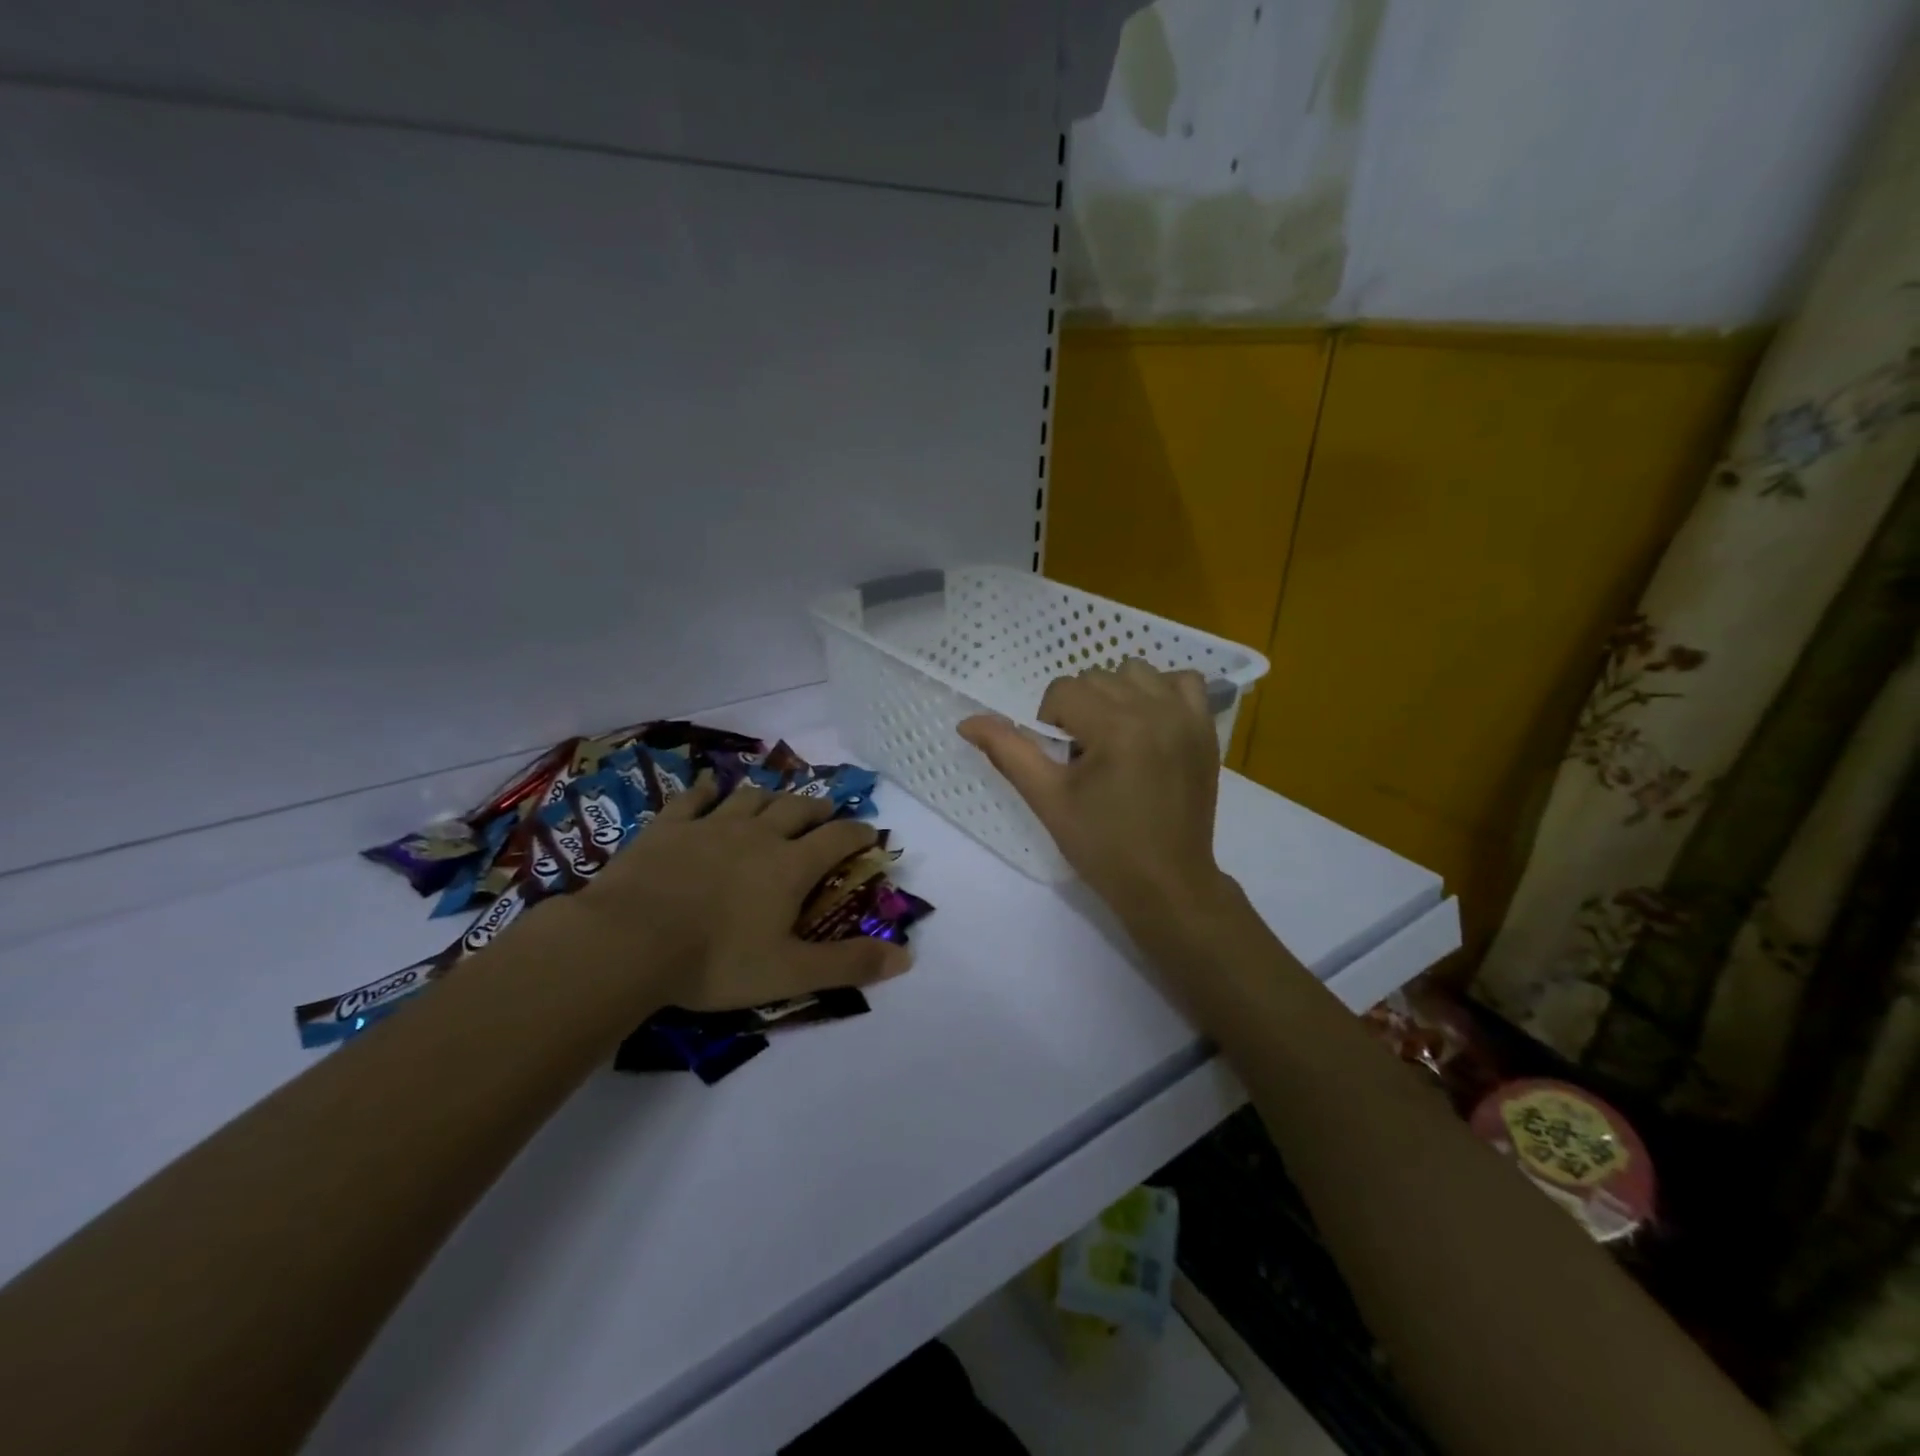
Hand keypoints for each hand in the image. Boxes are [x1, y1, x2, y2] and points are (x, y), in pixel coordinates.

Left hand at [564, 774, 911, 1013]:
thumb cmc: (716, 961)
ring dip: (772, 796)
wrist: (629, 941)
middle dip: (819, 809)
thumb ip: (849, 964)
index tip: (871, 833)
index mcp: (790, 865)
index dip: (859, 834)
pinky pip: (693, 798)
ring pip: (751, 798)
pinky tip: (708, 785)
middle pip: (797, 809)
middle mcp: (757, 835)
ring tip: (779, 799)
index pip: (838, 838)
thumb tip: (908, 956)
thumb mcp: (790, 972)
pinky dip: (706, 790)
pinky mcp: (668, 827)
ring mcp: (711, 825)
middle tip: (828, 813)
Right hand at [958, 660, 1236, 936]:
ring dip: (1117, 694)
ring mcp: (1187, 717)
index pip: (1064, 691)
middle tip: (1085, 756)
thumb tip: (967, 721)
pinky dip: (1162, 691)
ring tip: (1116, 737)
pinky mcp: (1206, 729)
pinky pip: (1185, 681)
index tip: (1063, 761)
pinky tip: (1150, 722)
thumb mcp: (1048, 799)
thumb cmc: (1102, 846)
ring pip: (1137, 671)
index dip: (1050, 722)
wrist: (1166, 882)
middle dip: (1081, 710)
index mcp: (1116, 727)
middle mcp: (1155, 709)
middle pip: (1097, 677)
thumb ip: (1008, 752)